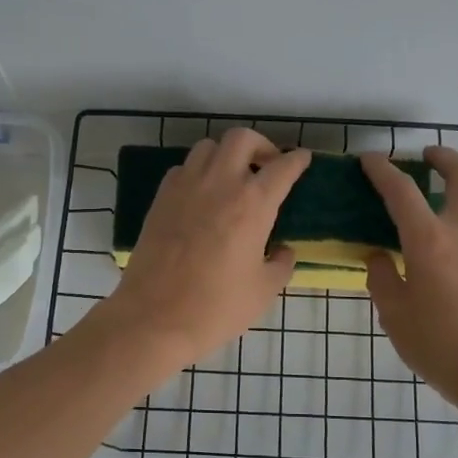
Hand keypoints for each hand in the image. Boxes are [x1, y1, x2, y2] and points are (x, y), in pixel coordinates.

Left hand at [94, 129, 310, 374]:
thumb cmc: (216, 307)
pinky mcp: (161, 198)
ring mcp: (185, 187)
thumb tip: (282, 250)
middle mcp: (220, 183)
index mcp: (253, 204)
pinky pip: (183, 168)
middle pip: (242, 139)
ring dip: (226, 155)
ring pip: (208, 147)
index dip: (297, 160)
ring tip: (233, 178)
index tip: (302, 159)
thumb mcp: (263, 291)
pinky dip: (198, 171)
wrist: (154, 318)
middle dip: (260, 145)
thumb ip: (280, 264)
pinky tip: (202, 195)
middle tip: (267, 166)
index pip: (282, 167)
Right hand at [361, 147, 457, 418]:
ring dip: (454, 199)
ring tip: (430, 220)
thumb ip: (383, 280)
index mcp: (430, 241)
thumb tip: (380, 258)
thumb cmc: (443, 347)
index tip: (370, 159)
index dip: (383, 170)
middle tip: (427, 155)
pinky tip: (451, 263)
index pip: (402, 191)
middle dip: (444, 157)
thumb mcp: (396, 317)